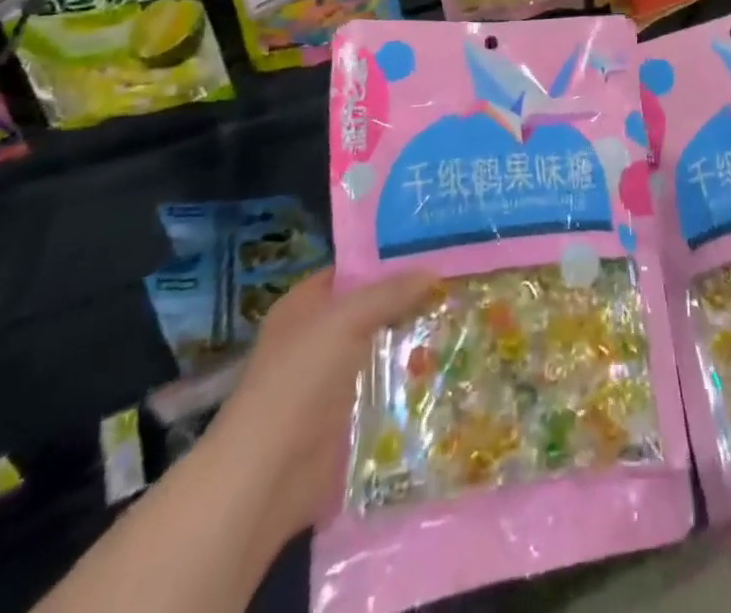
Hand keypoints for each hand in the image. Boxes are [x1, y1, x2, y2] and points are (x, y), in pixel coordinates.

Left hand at [203, 267, 437, 545]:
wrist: (266, 478)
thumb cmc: (299, 381)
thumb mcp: (346, 320)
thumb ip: (389, 293)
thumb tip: (433, 272)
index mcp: (305, 306)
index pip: (352, 270)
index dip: (389, 261)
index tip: (435, 254)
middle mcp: (317, 338)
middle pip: (372, 311)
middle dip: (410, 303)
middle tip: (458, 289)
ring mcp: (331, 382)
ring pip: (382, 351)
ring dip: (414, 345)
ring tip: (463, 326)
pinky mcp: (346, 420)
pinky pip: (385, 391)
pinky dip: (410, 384)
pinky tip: (448, 372)